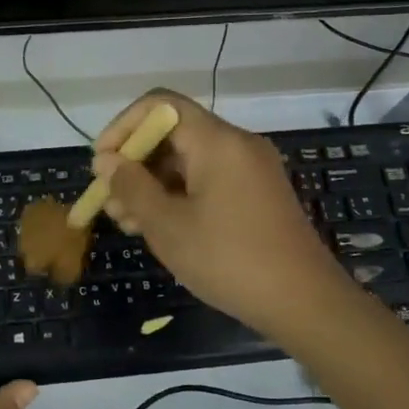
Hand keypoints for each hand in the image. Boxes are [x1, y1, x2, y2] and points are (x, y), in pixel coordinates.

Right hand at [94, 90, 356, 339]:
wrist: (305, 303)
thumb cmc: (229, 260)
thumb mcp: (168, 226)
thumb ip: (131, 187)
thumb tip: (106, 161)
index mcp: (217, 141)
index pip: (159, 105)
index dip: (123, 127)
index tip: (102, 164)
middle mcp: (237, 144)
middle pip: (173, 133)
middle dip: (134, 162)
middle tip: (109, 202)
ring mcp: (251, 169)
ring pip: (188, 160)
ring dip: (152, 184)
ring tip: (127, 222)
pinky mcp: (257, 194)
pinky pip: (208, 179)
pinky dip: (178, 195)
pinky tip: (159, 228)